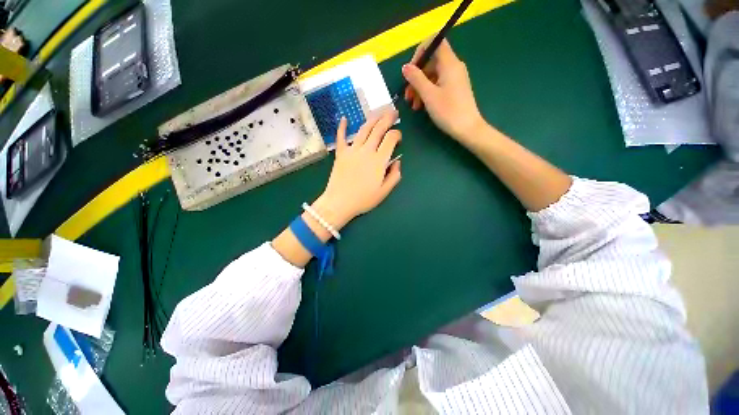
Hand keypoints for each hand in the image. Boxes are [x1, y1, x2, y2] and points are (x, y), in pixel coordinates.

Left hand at [314, 112, 401, 228]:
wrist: (339, 203)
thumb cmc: (363, 199)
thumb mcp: (384, 192)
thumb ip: (394, 176)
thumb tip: (397, 161)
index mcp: (379, 161)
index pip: (391, 139)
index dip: (397, 134)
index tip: (399, 137)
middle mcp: (366, 151)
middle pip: (378, 129)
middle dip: (387, 118)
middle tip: (393, 112)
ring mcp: (352, 150)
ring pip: (363, 129)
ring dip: (372, 118)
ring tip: (379, 112)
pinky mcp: (340, 153)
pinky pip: (341, 137)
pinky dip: (342, 127)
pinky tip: (345, 118)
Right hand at [402, 39, 485, 142]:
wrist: (467, 128)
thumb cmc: (448, 111)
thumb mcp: (429, 95)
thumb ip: (416, 79)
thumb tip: (405, 67)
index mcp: (449, 63)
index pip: (435, 42)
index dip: (420, 51)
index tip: (411, 70)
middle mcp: (453, 67)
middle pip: (431, 62)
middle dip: (416, 77)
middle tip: (407, 94)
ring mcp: (455, 78)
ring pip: (433, 75)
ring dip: (420, 88)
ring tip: (413, 105)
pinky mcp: (454, 89)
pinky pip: (438, 84)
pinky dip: (428, 92)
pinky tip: (421, 106)